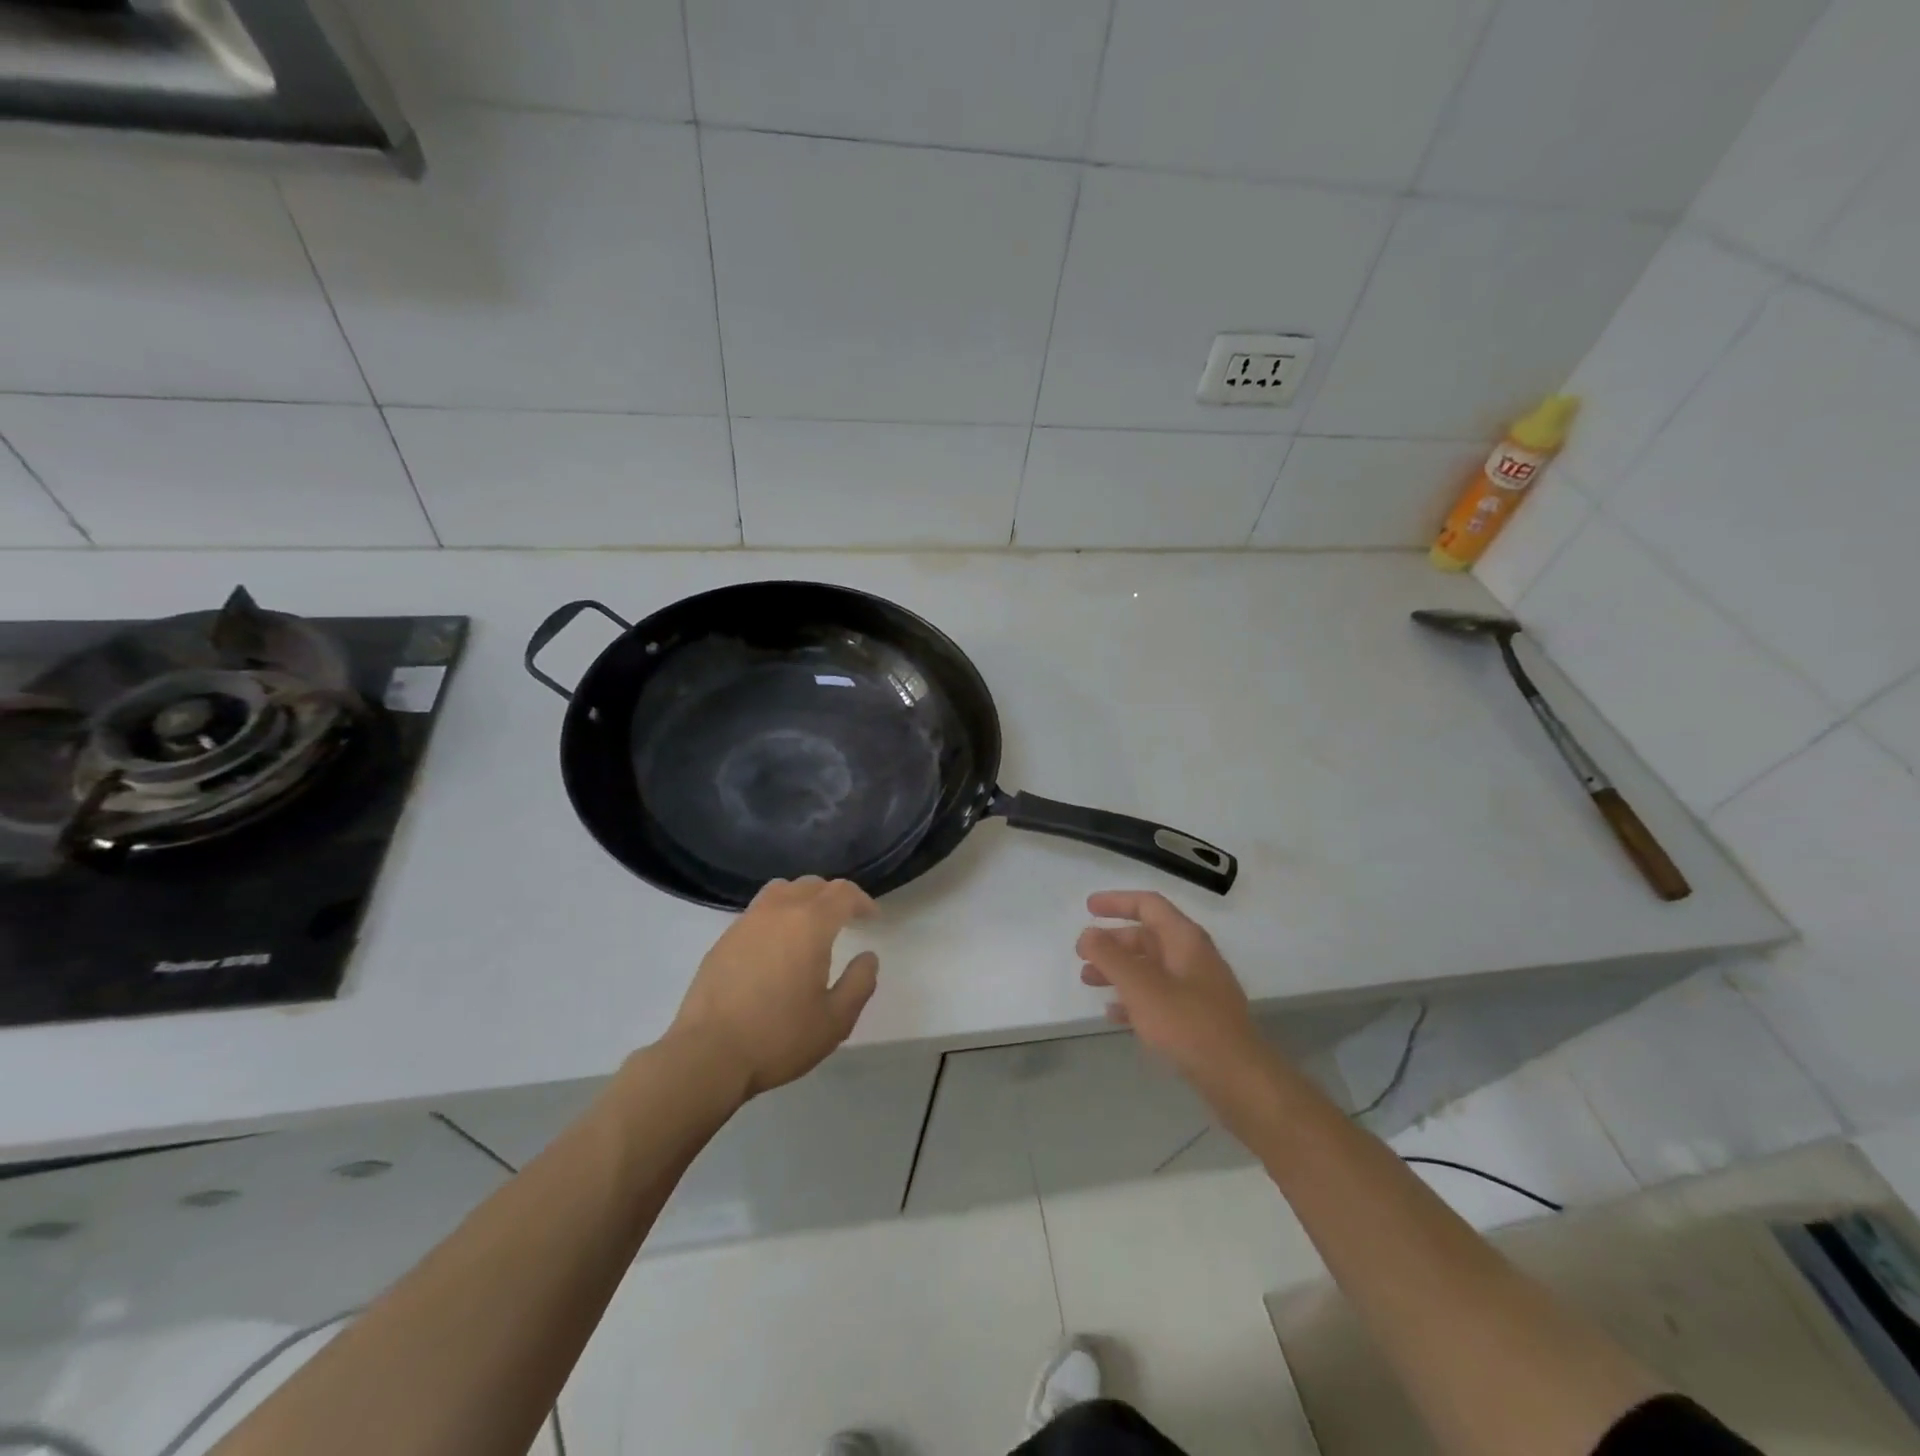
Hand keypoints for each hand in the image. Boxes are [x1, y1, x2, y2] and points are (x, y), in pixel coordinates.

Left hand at [669, 877, 879, 1097]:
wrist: (708, 1055)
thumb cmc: (778, 1037)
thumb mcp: (835, 1020)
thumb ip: (859, 983)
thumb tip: (868, 957)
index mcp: (810, 924)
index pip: (843, 893)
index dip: (862, 900)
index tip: (872, 918)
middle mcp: (778, 911)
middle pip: (812, 884)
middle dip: (834, 896)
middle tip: (846, 919)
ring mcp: (746, 922)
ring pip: (781, 890)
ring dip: (802, 898)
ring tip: (810, 924)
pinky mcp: (724, 939)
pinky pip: (758, 910)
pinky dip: (777, 914)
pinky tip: (777, 945)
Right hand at [1077, 891, 1265, 1086]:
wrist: (1238, 1079)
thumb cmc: (1187, 1023)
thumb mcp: (1141, 986)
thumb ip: (1110, 956)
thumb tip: (1089, 934)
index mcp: (1185, 939)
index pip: (1148, 905)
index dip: (1117, 901)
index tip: (1088, 908)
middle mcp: (1193, 958)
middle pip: (1148, 937)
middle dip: (1113, 942)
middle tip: (1082, 953)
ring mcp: (1198, 989)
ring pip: (1151, 968)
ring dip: (1118, 970)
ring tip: (1088, 981)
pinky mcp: (1197, 1019)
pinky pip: (1159, 997)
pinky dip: (1134, 999)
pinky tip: (1114, 1015)